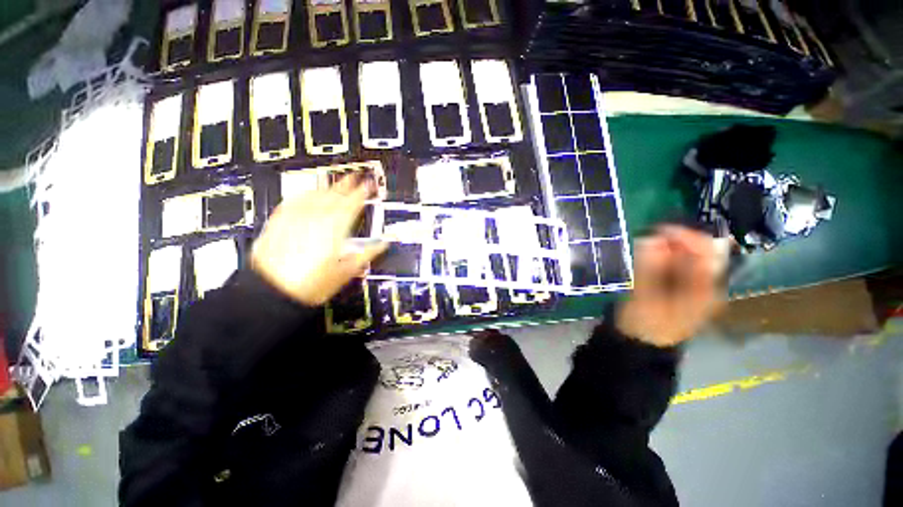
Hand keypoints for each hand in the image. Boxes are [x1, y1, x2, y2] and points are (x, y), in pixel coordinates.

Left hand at [251, 178, 385, 305]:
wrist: (271, 291)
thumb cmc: (311, 284)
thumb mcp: (346, 271)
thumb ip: (367, 253)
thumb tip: (383, 244)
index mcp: (335, 228)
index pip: (352, 204)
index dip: (362, 193)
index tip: (368, 185)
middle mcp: (316, 218)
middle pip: (334, 195)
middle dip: (346, 184)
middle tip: (354, 176)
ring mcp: (296, 217)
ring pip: (315, 195)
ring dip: (327, 187)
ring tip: (334, 182)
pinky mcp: (279, 221)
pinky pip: (294, 201)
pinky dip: (305, 194)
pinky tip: (307, 193)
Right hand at [616, 226, 725, 346]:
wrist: (641, 343)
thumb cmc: (646, 324)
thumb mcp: (646, 297)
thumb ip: (650, 268)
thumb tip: (652, 238)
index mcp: (707, 290)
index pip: (708, 252)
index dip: (687, 237)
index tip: (659, 230)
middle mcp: (707, 284)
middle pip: (699, 251)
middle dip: (674, 242)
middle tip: (648, 240)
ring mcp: (694, 285)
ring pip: (686, 256)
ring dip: (666, 248)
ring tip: (645, 249)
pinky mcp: (680, 285)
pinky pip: (676, 263)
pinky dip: (662, 256)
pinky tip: (649, 258)